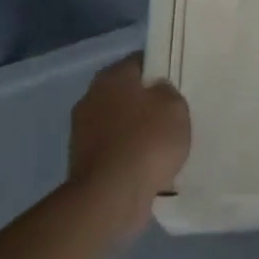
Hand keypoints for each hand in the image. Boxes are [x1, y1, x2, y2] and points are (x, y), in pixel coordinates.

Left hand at [67, 55, 190, 238]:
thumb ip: (168, 92)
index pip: (139, 62)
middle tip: (172, 116)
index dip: (159, 70)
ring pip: (119, 124)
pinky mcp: (82, 163)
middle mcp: (91, 98)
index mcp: (111, 76)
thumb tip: (157, 92)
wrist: (110, 196)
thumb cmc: (146, 141)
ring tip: (163, 147)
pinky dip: (127, 157)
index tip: (177, 84)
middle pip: (126, 94)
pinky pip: (113, 151)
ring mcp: (82, 132)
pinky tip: (147, 167)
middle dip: (146, 104)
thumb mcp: (175, 107)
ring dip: (136, 133)